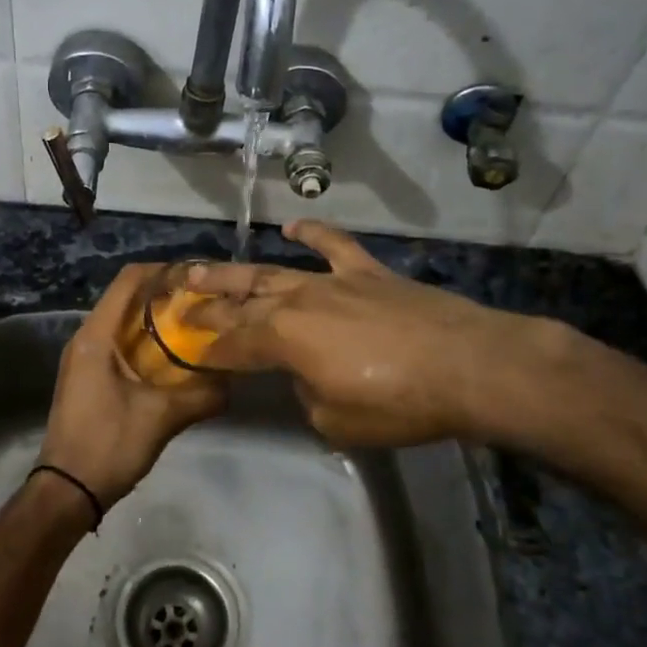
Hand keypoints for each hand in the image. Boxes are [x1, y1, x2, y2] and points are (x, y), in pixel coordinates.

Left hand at [38, 264, 226, 507]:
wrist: (66, 491)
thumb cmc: (108, 445)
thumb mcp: (161, 418)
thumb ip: (201, 396)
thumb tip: (235, 381)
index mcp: (96, 336)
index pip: (128, 281)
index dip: (163, 270)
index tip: (198, 276)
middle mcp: (86, 338)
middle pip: (127, 298)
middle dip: (165, 295)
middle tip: (204, 302)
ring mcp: (84, 358)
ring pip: (123, 322)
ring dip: (156, 320)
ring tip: (195, 326)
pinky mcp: (88, 376)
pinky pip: (119, 344)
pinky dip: (146, 342)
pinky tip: (174, 358)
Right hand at [186, 220, 574, 448]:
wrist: (468, 366)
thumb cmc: (398, 403)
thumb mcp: (337, 421)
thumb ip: (308, 397)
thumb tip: (307, 380)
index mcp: (282, 339)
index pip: (231, 343)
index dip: (204, 346)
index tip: (181, 345)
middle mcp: (297, 301)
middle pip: (242, 302)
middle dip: (207, 304)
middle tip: (178, 300)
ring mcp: (333, 281)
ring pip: (274, 272)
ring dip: (238, 272)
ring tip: (204, 268)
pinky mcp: (368, 272)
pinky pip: (334, 245)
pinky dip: (313, 232)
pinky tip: (292, 225)